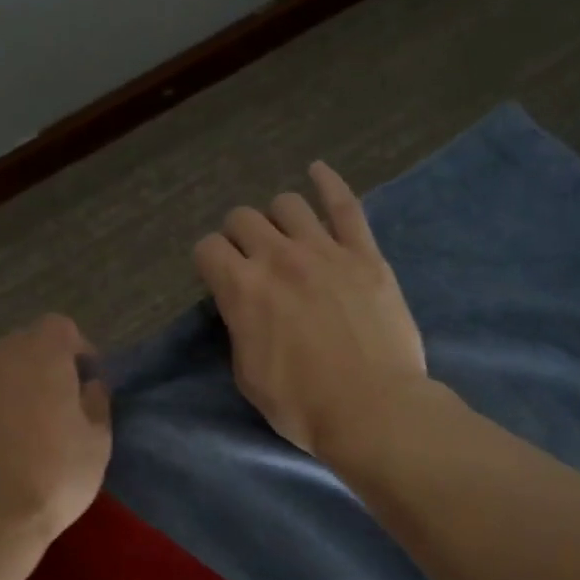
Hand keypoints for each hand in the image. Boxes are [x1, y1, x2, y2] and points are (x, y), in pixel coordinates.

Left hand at [0, 315, 111, 549]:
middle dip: (40, 365)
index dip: (75, 349)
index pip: (60, 328)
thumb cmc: (54, 479)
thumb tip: (90, 384)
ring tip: (11, 421)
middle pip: (23, 343)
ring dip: (4, 381)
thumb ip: (97, 404)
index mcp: (45, 355)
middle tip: (52, 405)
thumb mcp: (98, 444)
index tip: (85, 379)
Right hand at [194, 161, 427, 461]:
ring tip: (285, 234)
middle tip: (251, 259)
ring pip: (288, 204)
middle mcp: (277, 257)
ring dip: (278, 217)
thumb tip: (244, 309)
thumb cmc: (302, 405)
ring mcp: (324, 250)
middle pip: (243, 218)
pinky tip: (318, 171)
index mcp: (241, 289)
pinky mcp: (364, 254)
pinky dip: (329, 183)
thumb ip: (240, 330)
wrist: (371, 408)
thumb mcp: (248, 376)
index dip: (209, 262)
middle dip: (239, 236)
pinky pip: (345, 204)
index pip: (207, 249)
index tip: (218, 277)